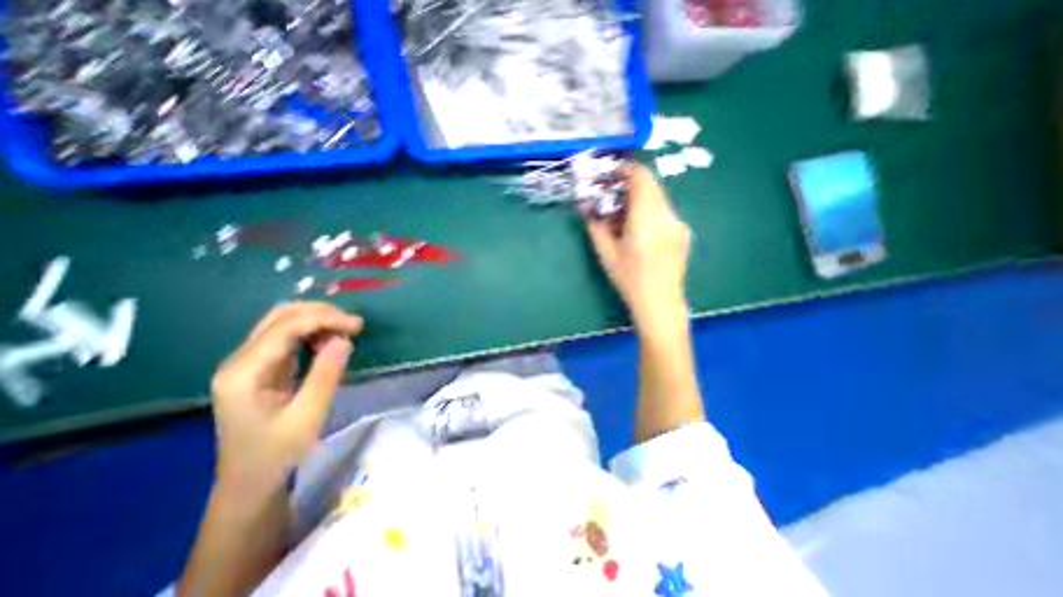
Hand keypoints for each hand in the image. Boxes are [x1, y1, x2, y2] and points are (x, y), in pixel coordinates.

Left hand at [208, 300, 365, 501]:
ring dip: (318, 320)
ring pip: (283, 322)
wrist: (250, 483)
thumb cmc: (276, 454)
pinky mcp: (261, 367)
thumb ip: (326, 375)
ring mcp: (248, 363)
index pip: (285, 327)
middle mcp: (239, 360)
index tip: (358, 326)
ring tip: (345, 333)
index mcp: (243, 373)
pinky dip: (313, 332)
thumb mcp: (307, 416)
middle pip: (280, 316)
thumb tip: (345, 339)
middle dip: (321, 313)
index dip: (325, 319)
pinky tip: (329, 342)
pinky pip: (288, 337)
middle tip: (353, 325)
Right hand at [586, 164, 693, 335]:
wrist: (660, 303)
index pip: (641, 178)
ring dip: (640, 200)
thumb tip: (586, 207)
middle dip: (631, 187)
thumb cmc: (629, 280)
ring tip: (625, 220)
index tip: (612, 176)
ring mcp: (678, 223)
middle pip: (651, 186)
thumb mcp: (606, 254)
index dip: (627, 170)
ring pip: (658, 198)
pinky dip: (650, 212)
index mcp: (645, 220)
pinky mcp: (682, 232)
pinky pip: (665, 211)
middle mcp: (666, 216)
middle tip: (613, 200)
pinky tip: (641, 232)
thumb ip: (595, 226)